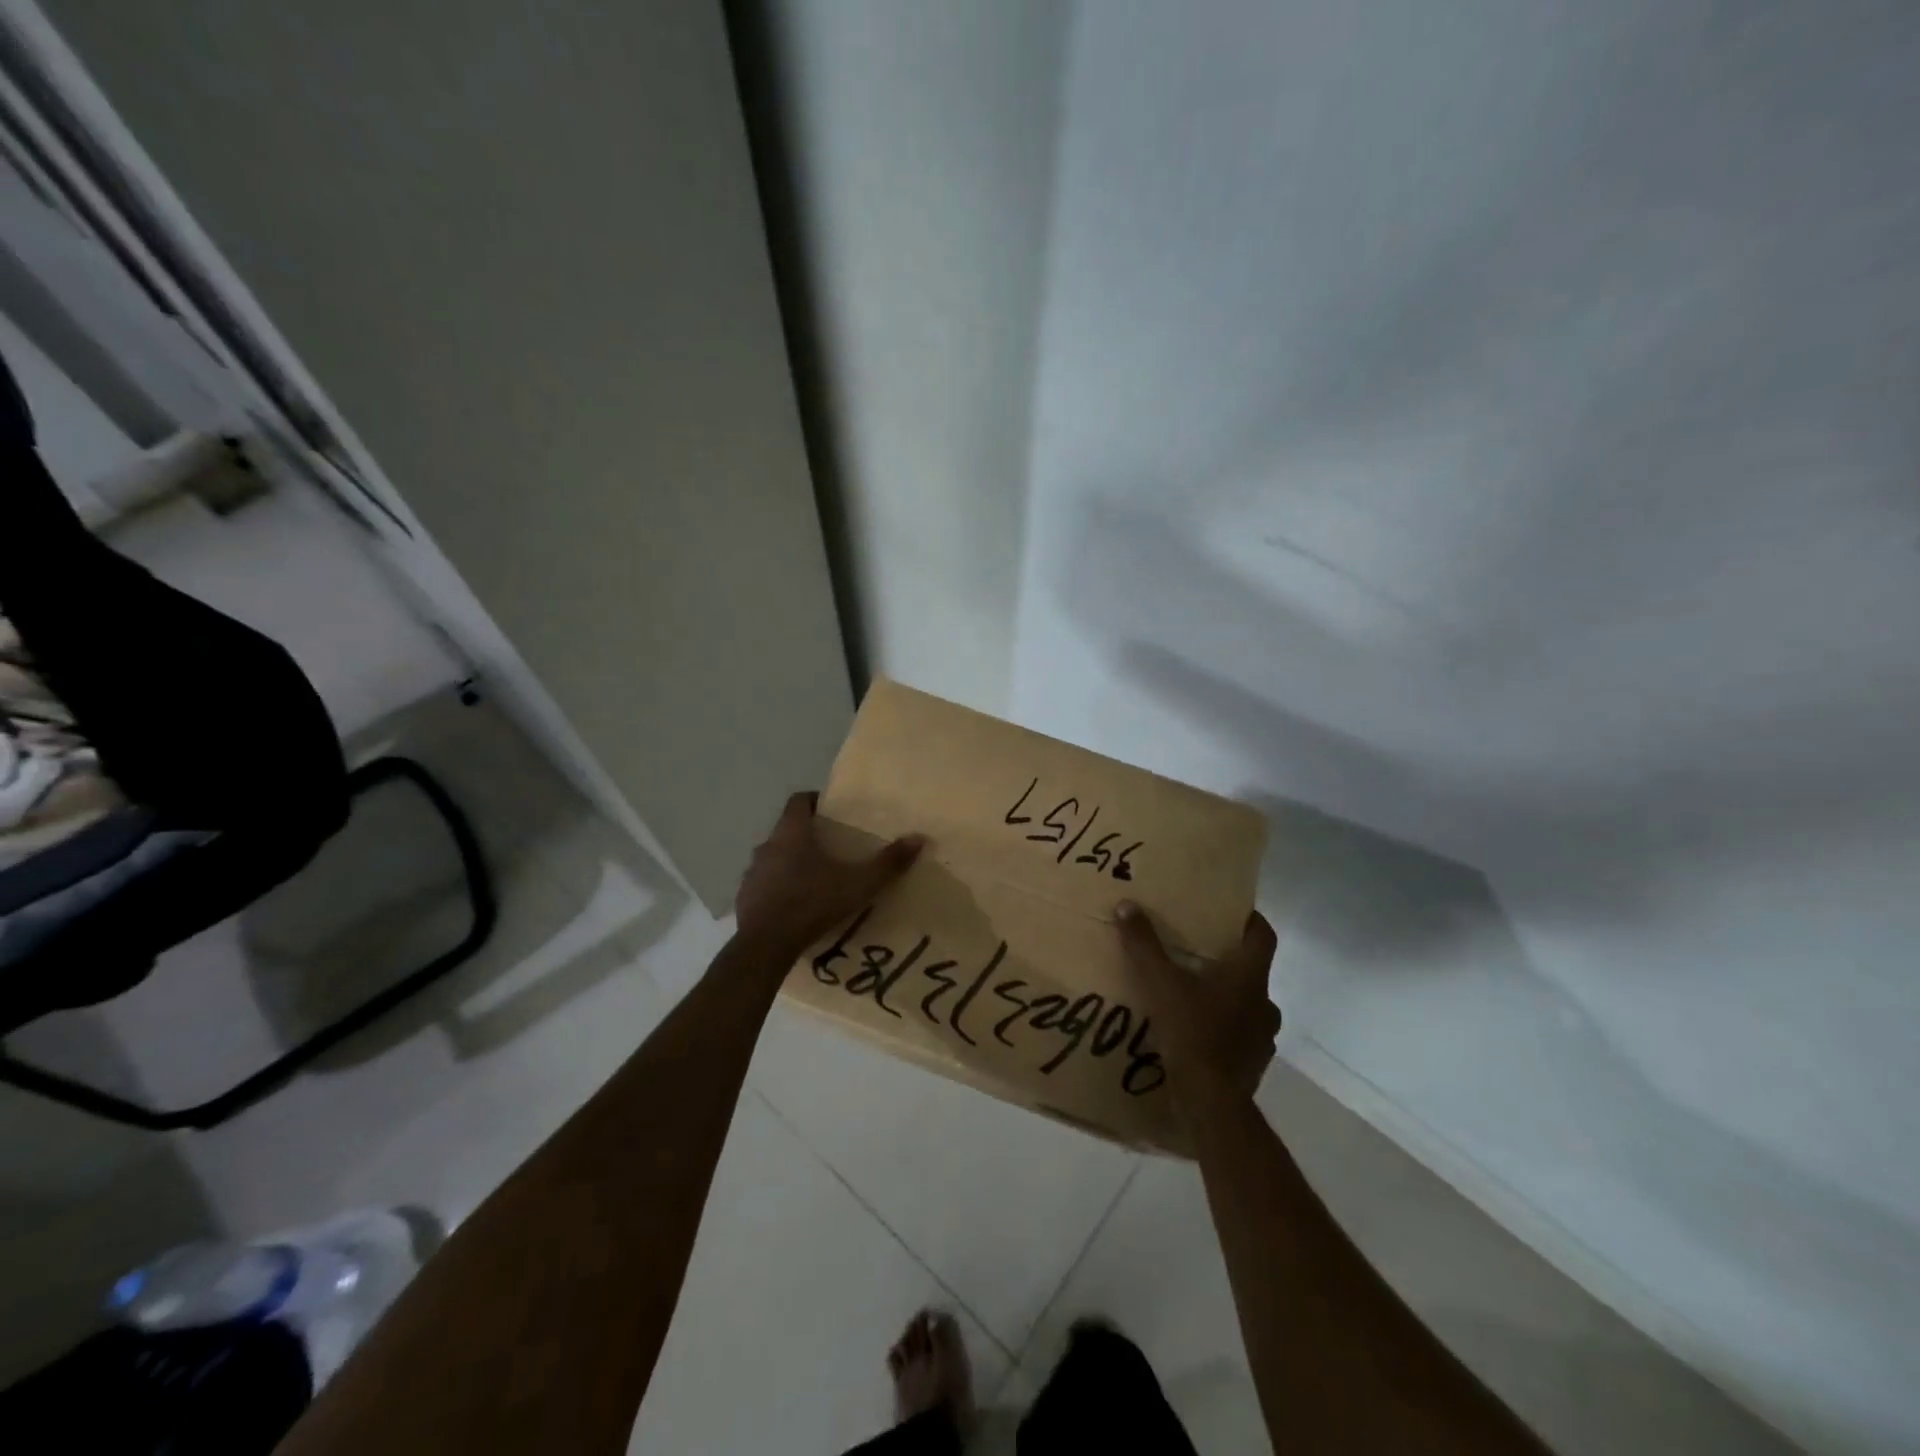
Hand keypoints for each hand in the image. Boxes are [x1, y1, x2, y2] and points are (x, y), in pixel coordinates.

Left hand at [735, 792, 923, 956]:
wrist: (766, 945)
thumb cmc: (812, 903)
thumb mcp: (858, 884)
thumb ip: (888, 862)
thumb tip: (919, 839)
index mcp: (792, 833)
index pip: (799, 801)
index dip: (815, 801)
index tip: (831, 811)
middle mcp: (767, 846)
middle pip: (787, 830)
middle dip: (808, 835)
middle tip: (832, 848)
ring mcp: (751, 873)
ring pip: (774, 858)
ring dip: (791, 863)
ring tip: (815, 879)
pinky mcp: (744, 898)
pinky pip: (764, 885)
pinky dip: (778, 888)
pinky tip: (795, 906)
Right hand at [1116, 902, 1279, 1105]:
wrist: (1211, 1102)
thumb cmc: (1192, 1032)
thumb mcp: (1160, 983)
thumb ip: (1144, 944)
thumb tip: (1127, 905)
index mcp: (1249, 976)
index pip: (1263, 935)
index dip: (1250, 920)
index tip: (1232, 912)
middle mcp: (1264, 1003)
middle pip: (1253, 972)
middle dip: (1229, 963)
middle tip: (1199, 955)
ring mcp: (1263, 1037)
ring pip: (1248, 1006)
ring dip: (1227, 999)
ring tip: (1195, 997)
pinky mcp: (1253, 1064)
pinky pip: (1241, 1037)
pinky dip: (1224, 1031)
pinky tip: (1198, 1035)